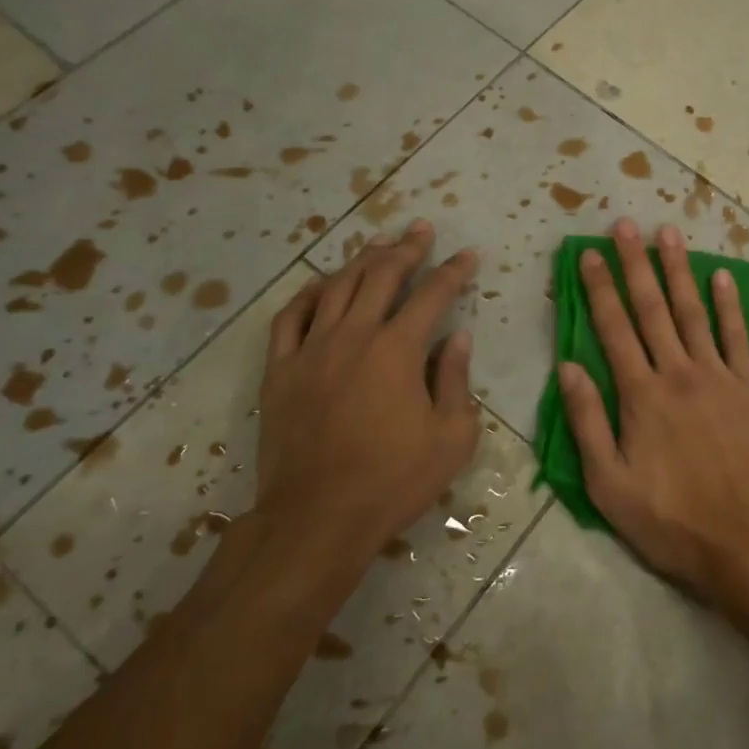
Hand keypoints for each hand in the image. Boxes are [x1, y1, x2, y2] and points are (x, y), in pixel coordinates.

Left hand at [257, 218, 480, 582]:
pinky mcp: (280, 369)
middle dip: (406, 248)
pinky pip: (291, 316)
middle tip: (421, 230)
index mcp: (398, 350)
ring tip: (379, 244)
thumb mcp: (451, 437)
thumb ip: (455, 379)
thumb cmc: (393, 480)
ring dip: (362, 260)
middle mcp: (354, 335)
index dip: (453, 271)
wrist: (317, 518)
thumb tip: (459, 337)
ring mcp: (311, 349)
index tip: (467, 255)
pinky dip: (309, 293)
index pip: (432, 295)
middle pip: (381, 276)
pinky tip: (322, 284)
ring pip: (337, 286)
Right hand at [559, 218, 748, 604]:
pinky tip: (721, 278)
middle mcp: (678, 373)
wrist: (746, 543)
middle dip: (635, 264)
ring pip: (693, 312)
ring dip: (679, 271)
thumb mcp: (609, 484)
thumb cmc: (670, 520)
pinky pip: (737, 338)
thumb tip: (567, 366)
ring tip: (668, 234)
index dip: (599, 287)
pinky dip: (729, 306)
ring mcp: (719, 377)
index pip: (613, 328)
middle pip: (652, 308)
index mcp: (640, 395)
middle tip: (624, 226)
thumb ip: (587, 422)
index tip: (588, 253)